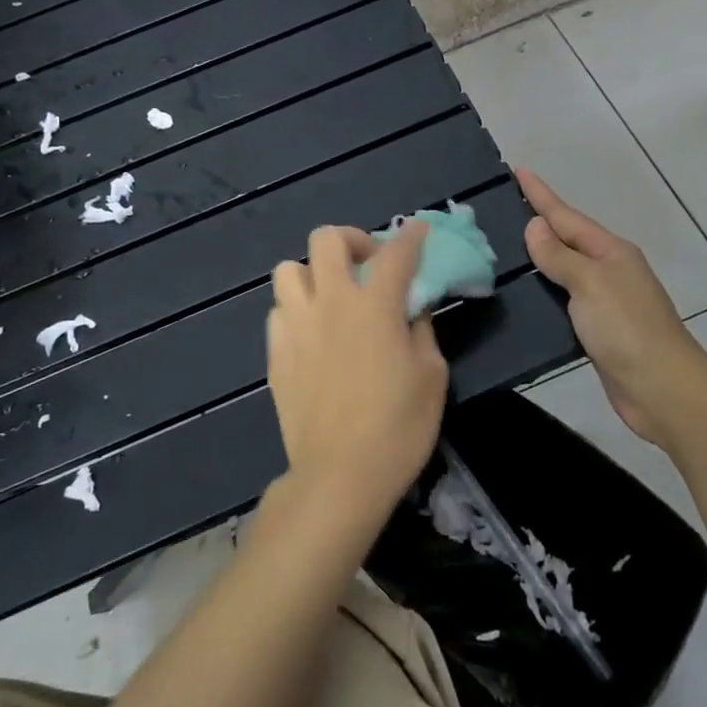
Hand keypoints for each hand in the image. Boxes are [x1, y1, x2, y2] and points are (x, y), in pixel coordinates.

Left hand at [266, 223, 448, 526]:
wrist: (340, 474)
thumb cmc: (399, 427)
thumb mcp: (431, 376)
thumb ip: (421, 331)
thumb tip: (412, 310)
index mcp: (375, 306)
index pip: (395, 254)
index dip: (410, 237)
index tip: (418, 232)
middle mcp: (331, 303)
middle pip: (327, 240)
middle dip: (351, 240)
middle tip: (366, 264)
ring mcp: (296, 326)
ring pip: (288, 269)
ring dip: (313, 273)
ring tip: (331, 296)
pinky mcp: (275, 353)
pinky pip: (279, 311)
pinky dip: (296, 309)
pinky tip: (312, 333)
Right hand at [519, 169, 706, 445]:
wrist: (661, 388)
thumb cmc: (626, 328)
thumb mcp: (591, 283)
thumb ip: (560, 256)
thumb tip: (536, 226)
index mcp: (611, 252)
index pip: (567, 216)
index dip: (541, 195)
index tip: (517, 170)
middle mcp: (609, 270)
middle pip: (566, 240)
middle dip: (538, 223)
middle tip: (500, 210)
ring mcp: (605, 300)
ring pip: (564, 271)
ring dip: (538, 258)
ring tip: (503, 249)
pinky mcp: (597, 329)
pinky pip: (564, 300)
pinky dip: (544, 292)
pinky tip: (523, 295)